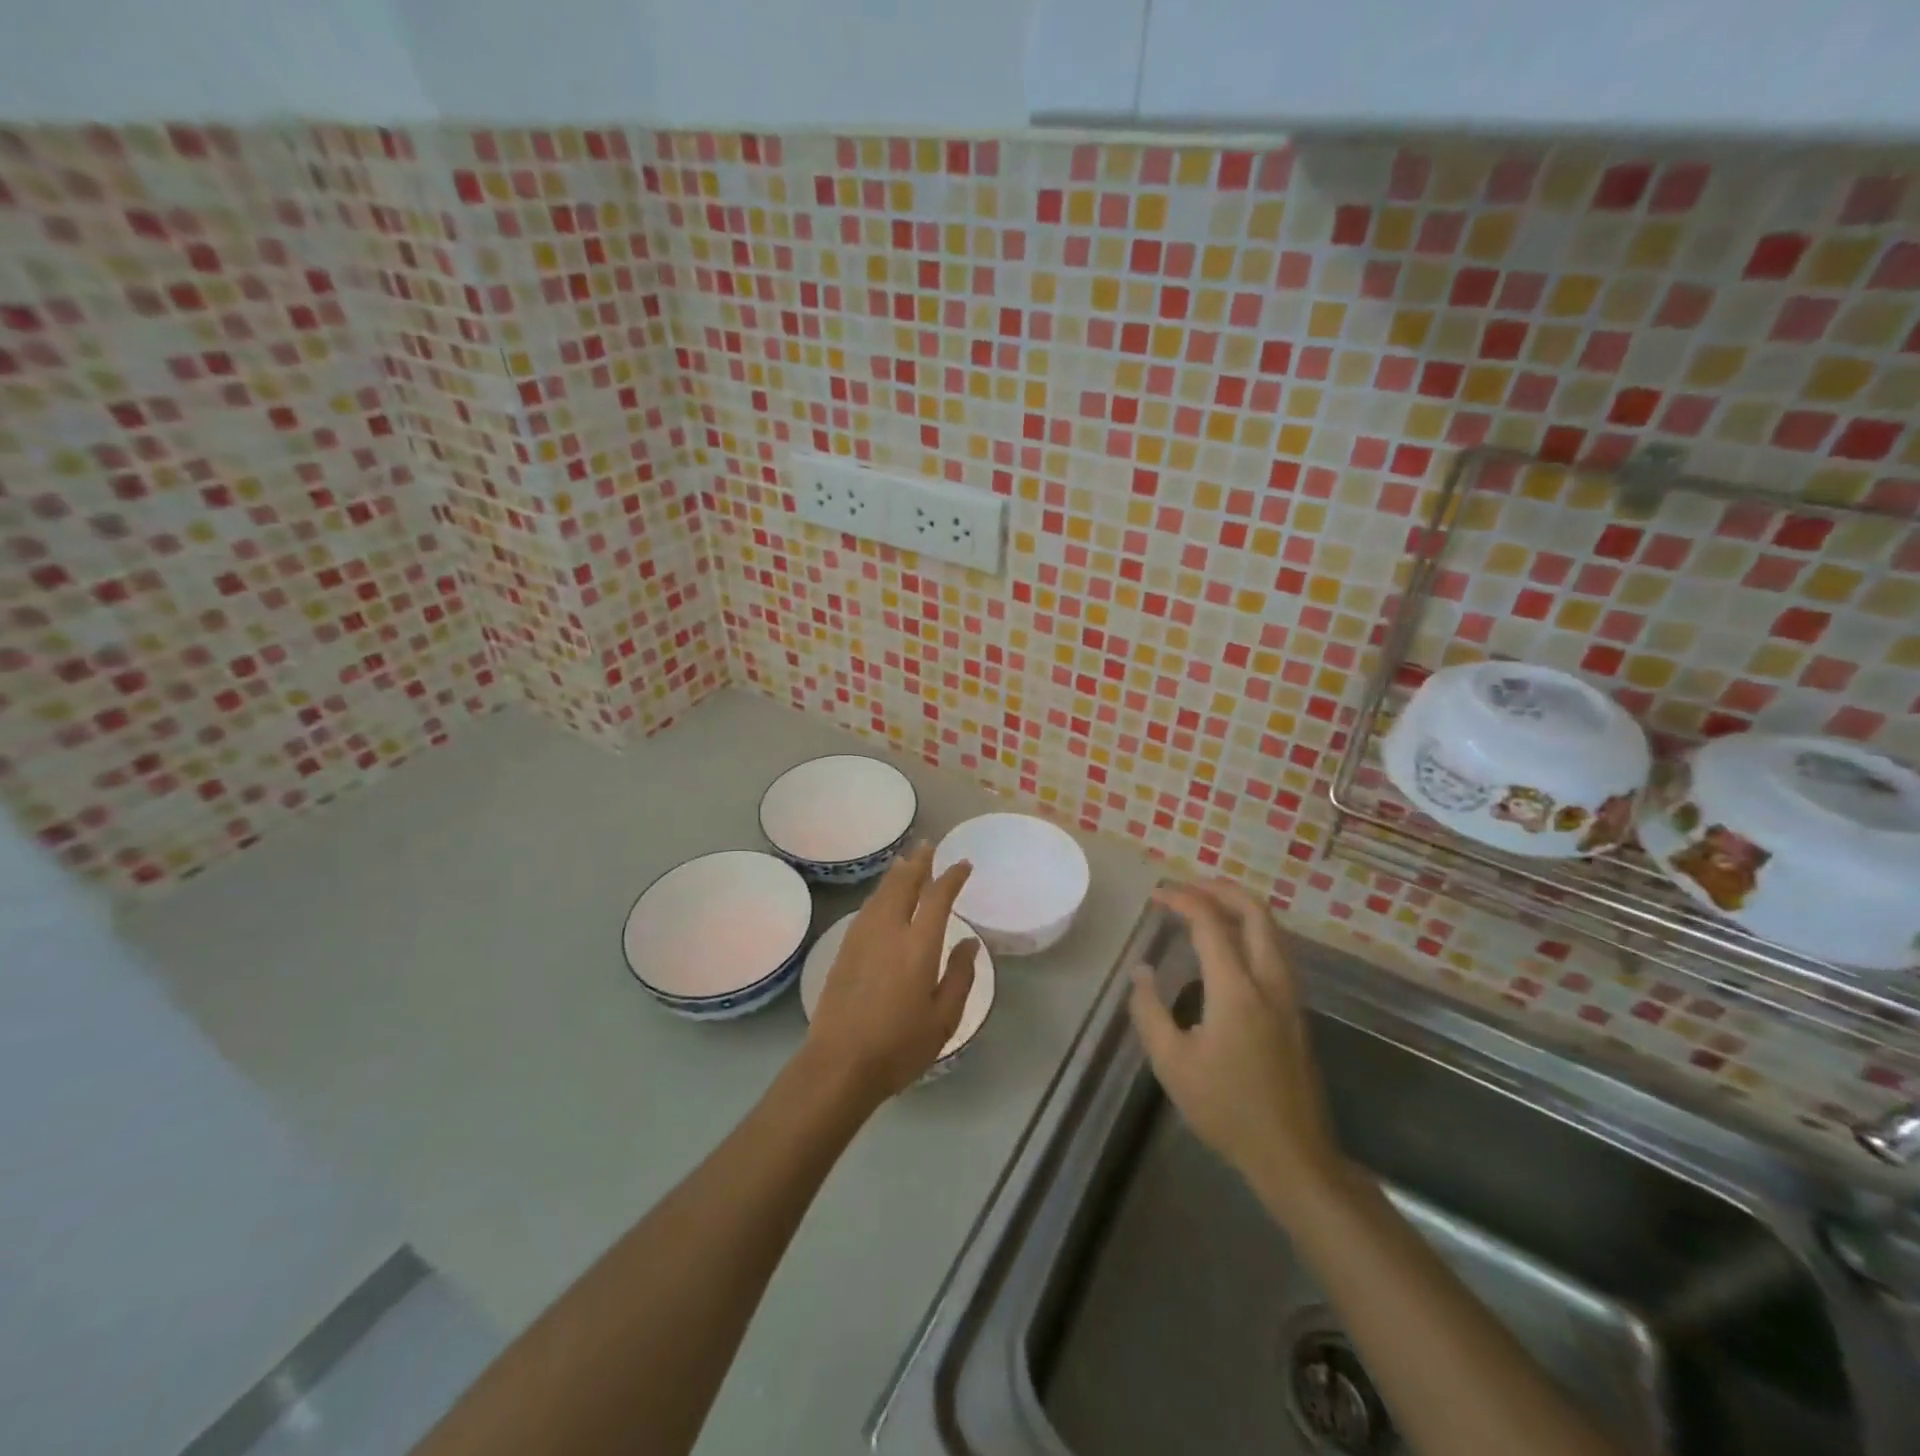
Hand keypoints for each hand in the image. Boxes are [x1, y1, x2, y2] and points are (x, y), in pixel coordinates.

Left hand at [804, 843, 978, 1106]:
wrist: (839, 1064)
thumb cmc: (899, 1046)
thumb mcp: (943, 1019)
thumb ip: (960, 976)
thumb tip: (970, 942)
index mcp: (919, 945)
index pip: (938, 897)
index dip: (952, 876)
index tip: (963, 865)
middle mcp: (889, 931)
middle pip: (903, 884)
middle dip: (918, 862)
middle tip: (928, 846)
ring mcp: (862, 938)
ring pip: (881, 893)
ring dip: (896, 874)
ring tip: (905, 862)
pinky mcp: (844, 950)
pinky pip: (866, 909)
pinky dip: (880, 894)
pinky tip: (882, 899)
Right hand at [1128, 880, 1342, 1203]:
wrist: (1292, 1154)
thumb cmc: (1226, 1109)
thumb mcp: (1171, 1063)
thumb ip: (1150, 1010)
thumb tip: (1142, 971)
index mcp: (1236, 989)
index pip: (1211, 923)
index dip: (1183, 899)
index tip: (1157, 896)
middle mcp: (1269, 981)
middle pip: (1255, 911)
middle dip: (1219, 889)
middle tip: (1185, 889)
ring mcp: (1289, 995)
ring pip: (1271, 929)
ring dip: (1238, 907)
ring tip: (1203, 908)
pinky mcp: (1295, 1010)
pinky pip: (1275, 950)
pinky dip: (1249, 930)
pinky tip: (1226, 947)